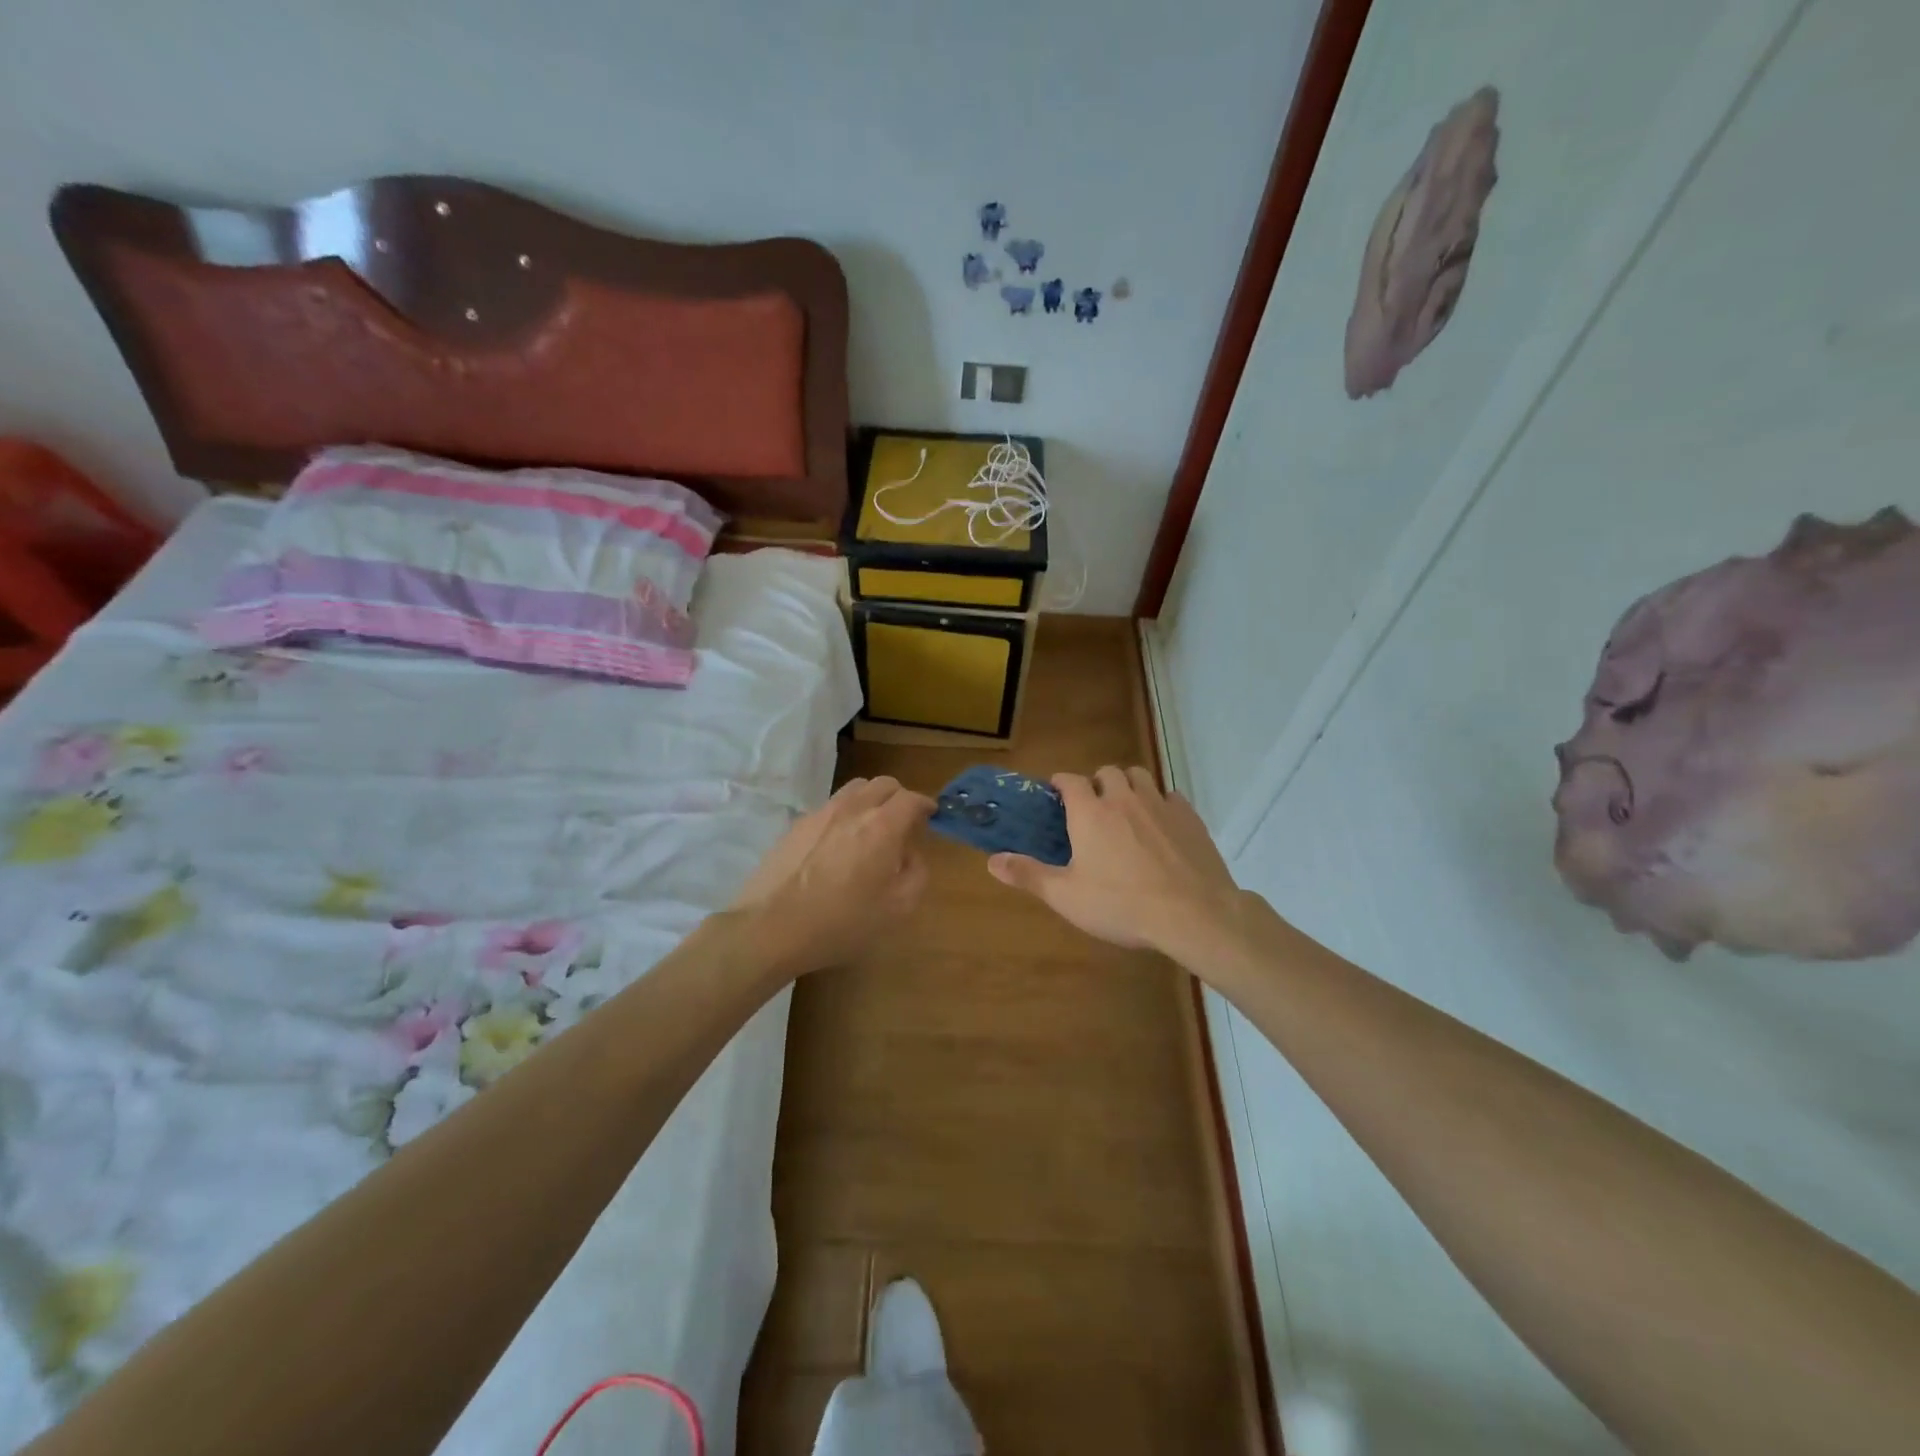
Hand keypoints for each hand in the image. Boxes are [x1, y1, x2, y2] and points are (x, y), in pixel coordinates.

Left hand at [731, 775, 934, 974]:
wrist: (771, 927)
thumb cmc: (842, 922)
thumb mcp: (897, 909)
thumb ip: (915, 874)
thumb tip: (911, 854)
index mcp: (883, 826)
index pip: (911, 799)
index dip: (925, 804)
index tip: (931, 815)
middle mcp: (853, 809)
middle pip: (883, 784)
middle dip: (899, 797)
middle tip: (904, 820)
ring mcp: (821, 813)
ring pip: (854, 789)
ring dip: (871, 799)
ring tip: (871, 825)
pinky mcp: (796, 825)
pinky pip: (830, 806)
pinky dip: (845, 813)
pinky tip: (839, 842)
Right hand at [988, 766, 1243, 958]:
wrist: (1193, 914)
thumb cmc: (1122, 905)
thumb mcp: (1066, 897)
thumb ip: (1028, 875)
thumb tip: (991, 861)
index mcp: (1090, 813)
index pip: (1069, 780)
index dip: (1060, 783)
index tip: (1056, 794)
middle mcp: (1124, 798)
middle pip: (1107, 772)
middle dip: (1097, 783)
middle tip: (1093, 808)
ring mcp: (1160, 804)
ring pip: (1141, 776)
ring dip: (1129, 786)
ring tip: (1126, 810)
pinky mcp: (1189, 817)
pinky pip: (1171, 796)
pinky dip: (1161, 803)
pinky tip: (1161, 826)